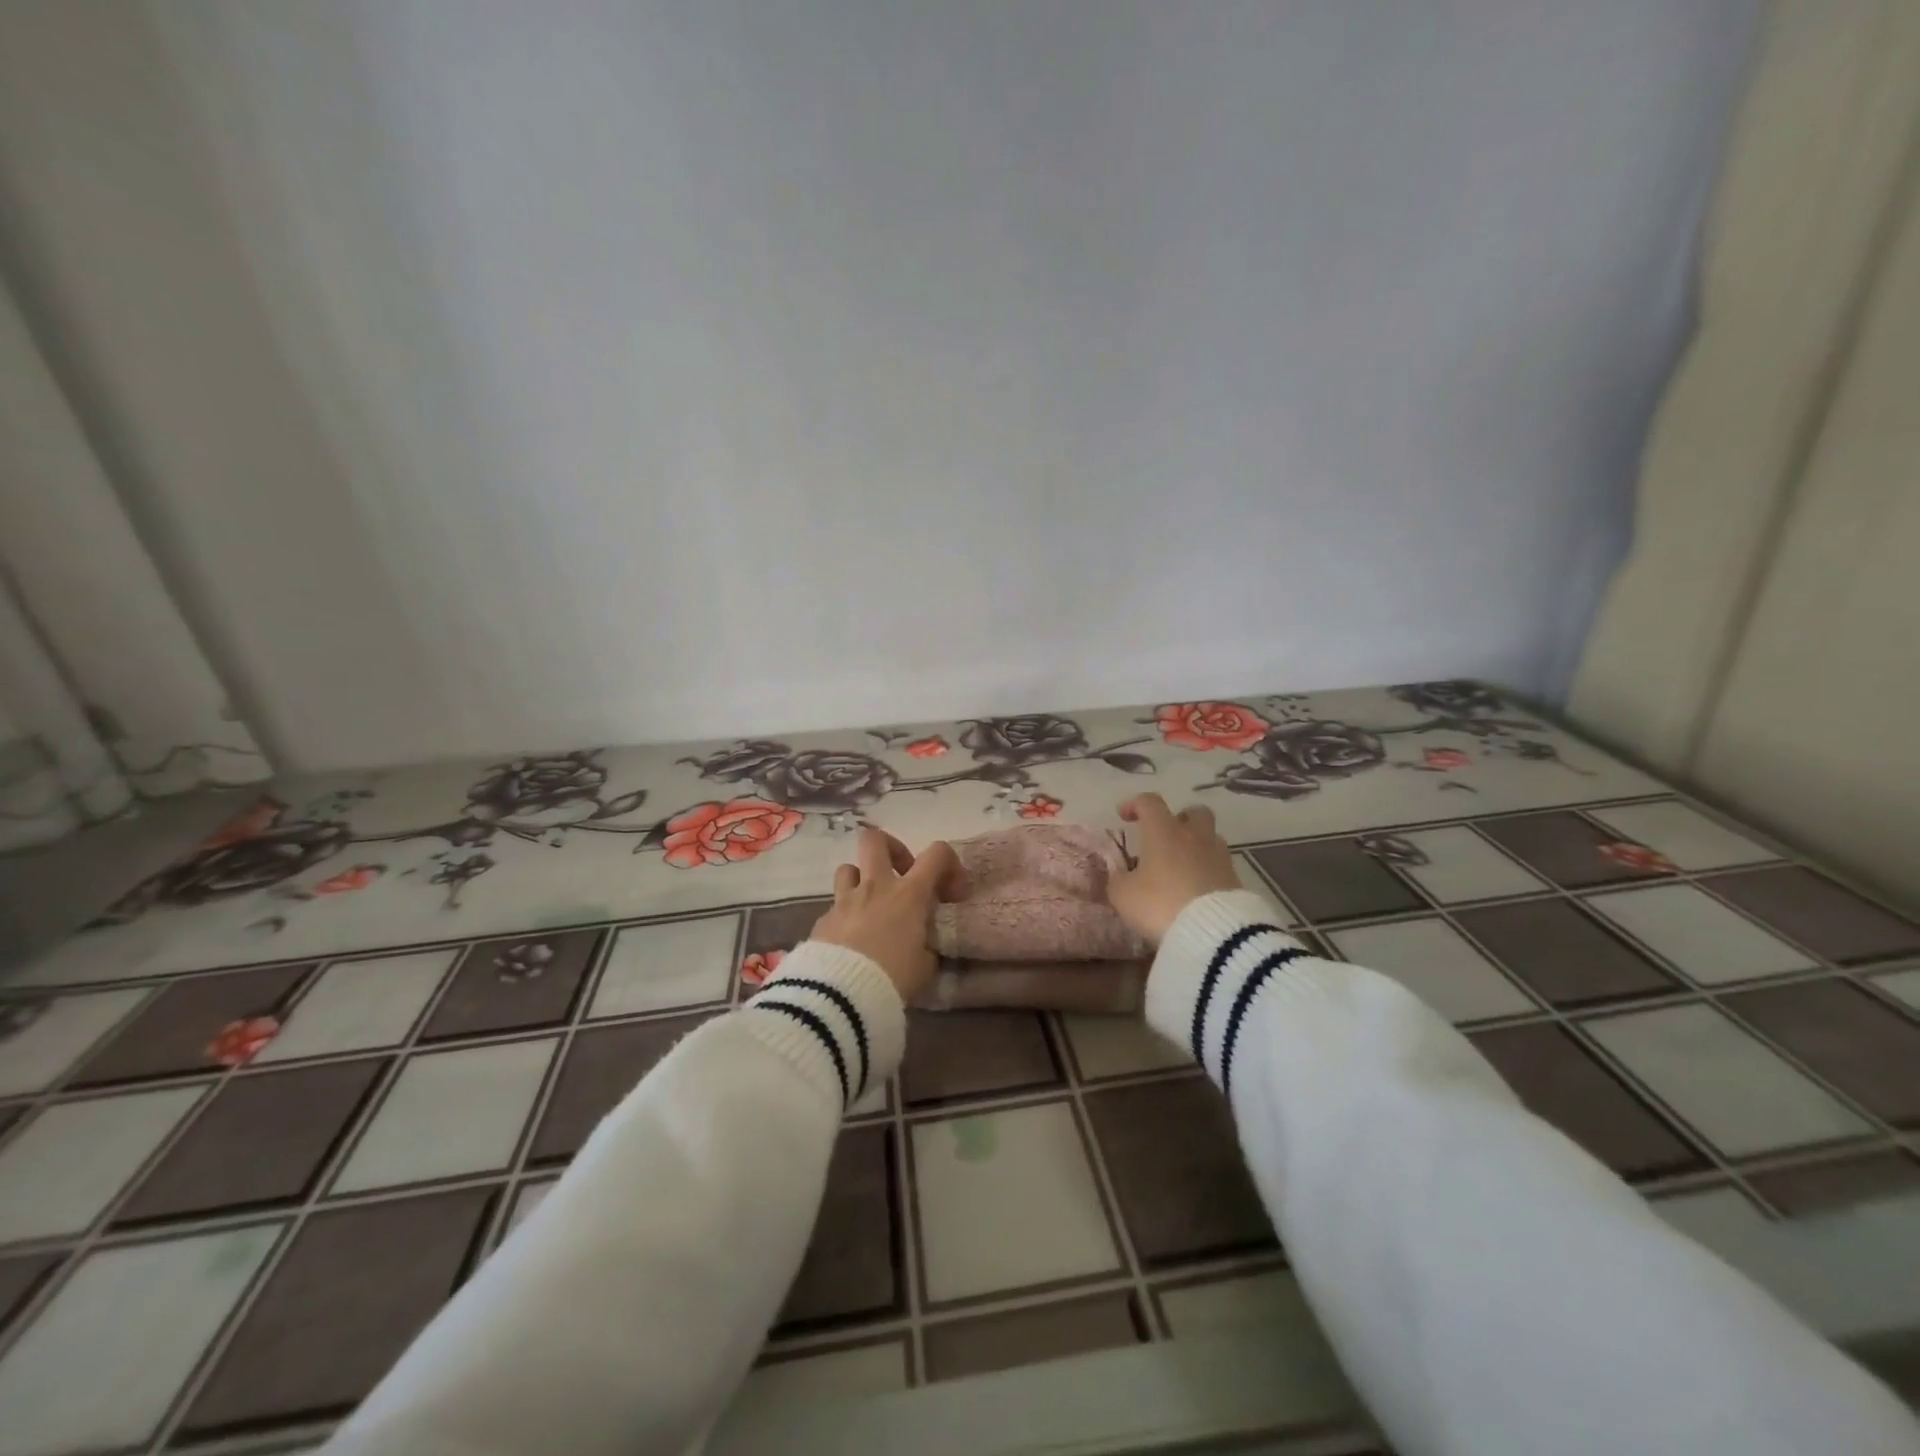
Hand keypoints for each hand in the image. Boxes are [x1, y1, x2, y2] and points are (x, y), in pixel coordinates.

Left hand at [810, 828, 964, 1003]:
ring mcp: (845, 901)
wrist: (840, 996)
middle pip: (875, 840)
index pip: (936, 853)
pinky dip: (847, 916)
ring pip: (849, 868)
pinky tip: (852, 940)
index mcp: (908, 894)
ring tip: (872, 905)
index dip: (949, 863)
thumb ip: (927, 948)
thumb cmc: (892, 977)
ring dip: (862, 880)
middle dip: (892, 848)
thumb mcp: (925, 967)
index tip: (951, 891)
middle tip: (902, 873)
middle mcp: (875, 887)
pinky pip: (836, 906)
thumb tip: (923, 947)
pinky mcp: (823, 920)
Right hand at [1107, 794, 1241, 945]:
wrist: (1213, 933)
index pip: (1149, 803)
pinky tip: (1195, 890)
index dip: (1135, 804)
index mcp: (1164, 831)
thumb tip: (1119, 874)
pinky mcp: (1235, 880)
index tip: (1124, 816)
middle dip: (1179, 819)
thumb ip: (1118, 880)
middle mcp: (1194, 836)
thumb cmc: (1160, 903)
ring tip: (1181, 868)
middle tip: (1165, 837)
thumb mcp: (1124, 895)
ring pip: (1210, 838)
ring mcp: (1219, 857)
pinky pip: (1219, 866)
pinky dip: (1207, 871)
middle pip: (1194, 812)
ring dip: (1196, 846)